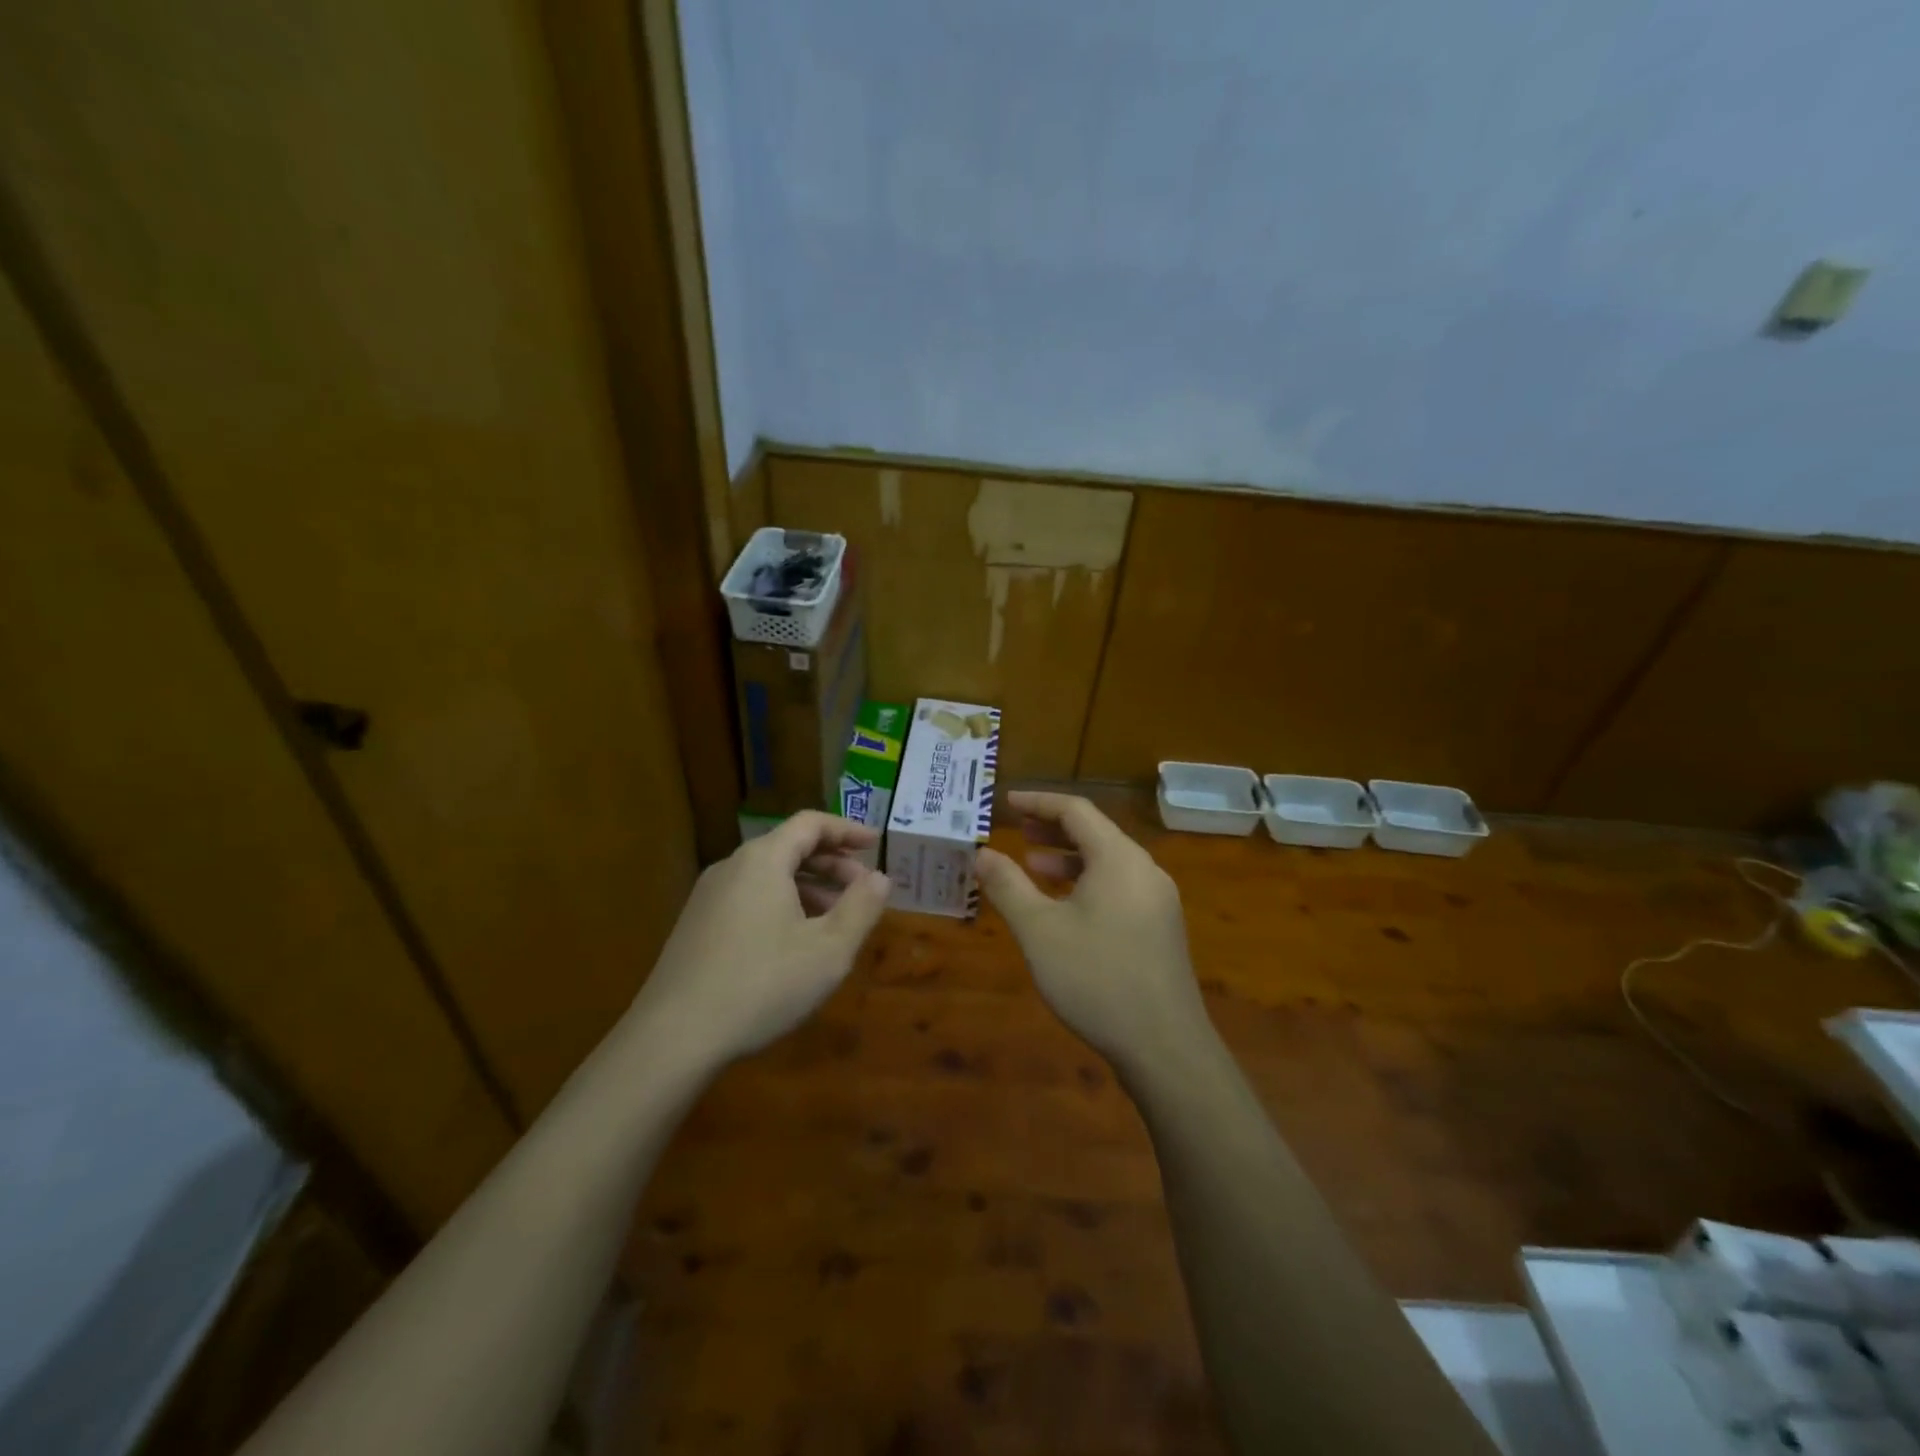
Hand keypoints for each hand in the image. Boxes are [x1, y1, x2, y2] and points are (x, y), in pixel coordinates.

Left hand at [630, 812, 892, 1066]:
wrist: (673, 1037)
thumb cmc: (762, 985)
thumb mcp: (828, 950)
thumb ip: (861, 907)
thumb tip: (881, 877)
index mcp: (763, 860)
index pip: (811, 824)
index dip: (848, 830)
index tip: (876, 844)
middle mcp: (732, 867)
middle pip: (789, 847)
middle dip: (832, 863)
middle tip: (863, 889)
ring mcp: (708, 896)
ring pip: (769, 875)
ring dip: (808, 887)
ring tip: (836, 919)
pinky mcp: (696, 925)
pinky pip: (749, 897)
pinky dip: (782, 903)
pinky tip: (795, 942)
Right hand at [976, 791, 1211, 1073]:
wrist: (1164, 1046)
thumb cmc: (1096, 978)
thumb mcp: (1039, 930)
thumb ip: (1008, 886)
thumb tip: (982, 853)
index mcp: (1119, 858)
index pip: (1076, 810)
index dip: (1038, 802)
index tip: (1006, 802)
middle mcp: (1144, 870)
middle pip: (1095, 833)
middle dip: (1053, 829)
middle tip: (1017, 831)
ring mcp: (1157, 901)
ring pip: (1108, 863)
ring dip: (1068, 859)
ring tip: (1032, 866)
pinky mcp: (1160, 929)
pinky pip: (1118, 888)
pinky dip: (1087, 884)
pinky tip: (1065, 908)